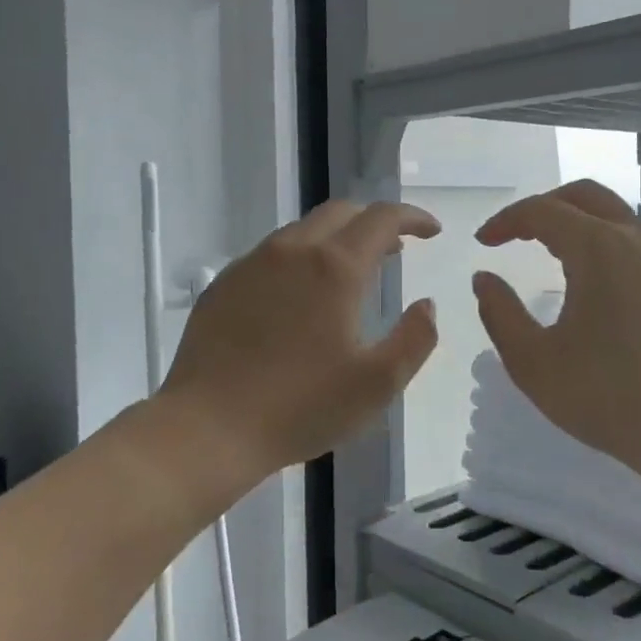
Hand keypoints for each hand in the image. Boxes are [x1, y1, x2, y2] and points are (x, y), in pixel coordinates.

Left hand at [159, 199, 440, 480]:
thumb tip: (427, 305)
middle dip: (374, 223)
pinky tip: (299, 298)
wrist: (208, 428)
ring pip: (302, 231)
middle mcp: (291, 251)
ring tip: (349, 274)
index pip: (382, 218)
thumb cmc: (300, 407)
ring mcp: (251, 265)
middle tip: (394, 251)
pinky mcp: (223, 285)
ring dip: (336, 240)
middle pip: (341, 212)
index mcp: (334, 268)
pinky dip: (299, 260)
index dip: (413, 217)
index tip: (432, 231)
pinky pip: (270, 255)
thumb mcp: (377, 384)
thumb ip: (415, 339)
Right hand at [472, 181, 640, 484]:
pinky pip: (638, 242)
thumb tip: (484, 279)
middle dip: (544, 207)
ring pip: (616, 216)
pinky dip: (605, 243)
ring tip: (549, 254)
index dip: (507, 221)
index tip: (483, 242)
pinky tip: (594, 281)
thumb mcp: (534, 363)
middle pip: (585, 197)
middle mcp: (638, 239)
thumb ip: (500, 314)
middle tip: (515, 234)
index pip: (543, 211)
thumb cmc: (608, 398)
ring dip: (577, 223)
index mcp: (599, 249)